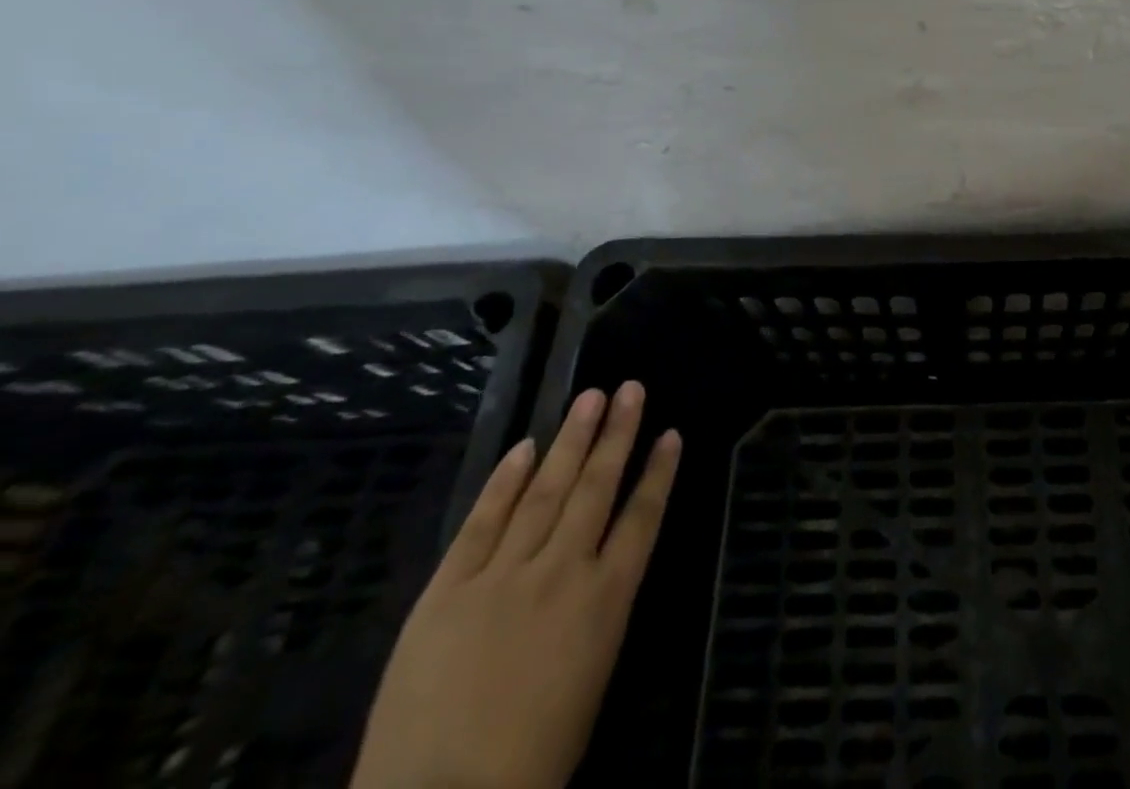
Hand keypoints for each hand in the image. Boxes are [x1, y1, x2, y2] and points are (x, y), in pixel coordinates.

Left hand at [351, 382, 681, 788]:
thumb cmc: (531, 760)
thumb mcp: (591, 681)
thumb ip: (596, 614)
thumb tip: (598, 568)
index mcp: (605, 601)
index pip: (642, 519)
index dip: (659, 473)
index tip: (671, 433)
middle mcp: (563, 572)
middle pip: (596, 489)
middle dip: (617, 435)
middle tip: (630, 388)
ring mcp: (503, 576)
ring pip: (546, 491)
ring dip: (571, 440)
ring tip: (591, 397)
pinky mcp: (448, 590)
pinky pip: (482, 523)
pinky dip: (504, 482)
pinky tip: (524, 447)